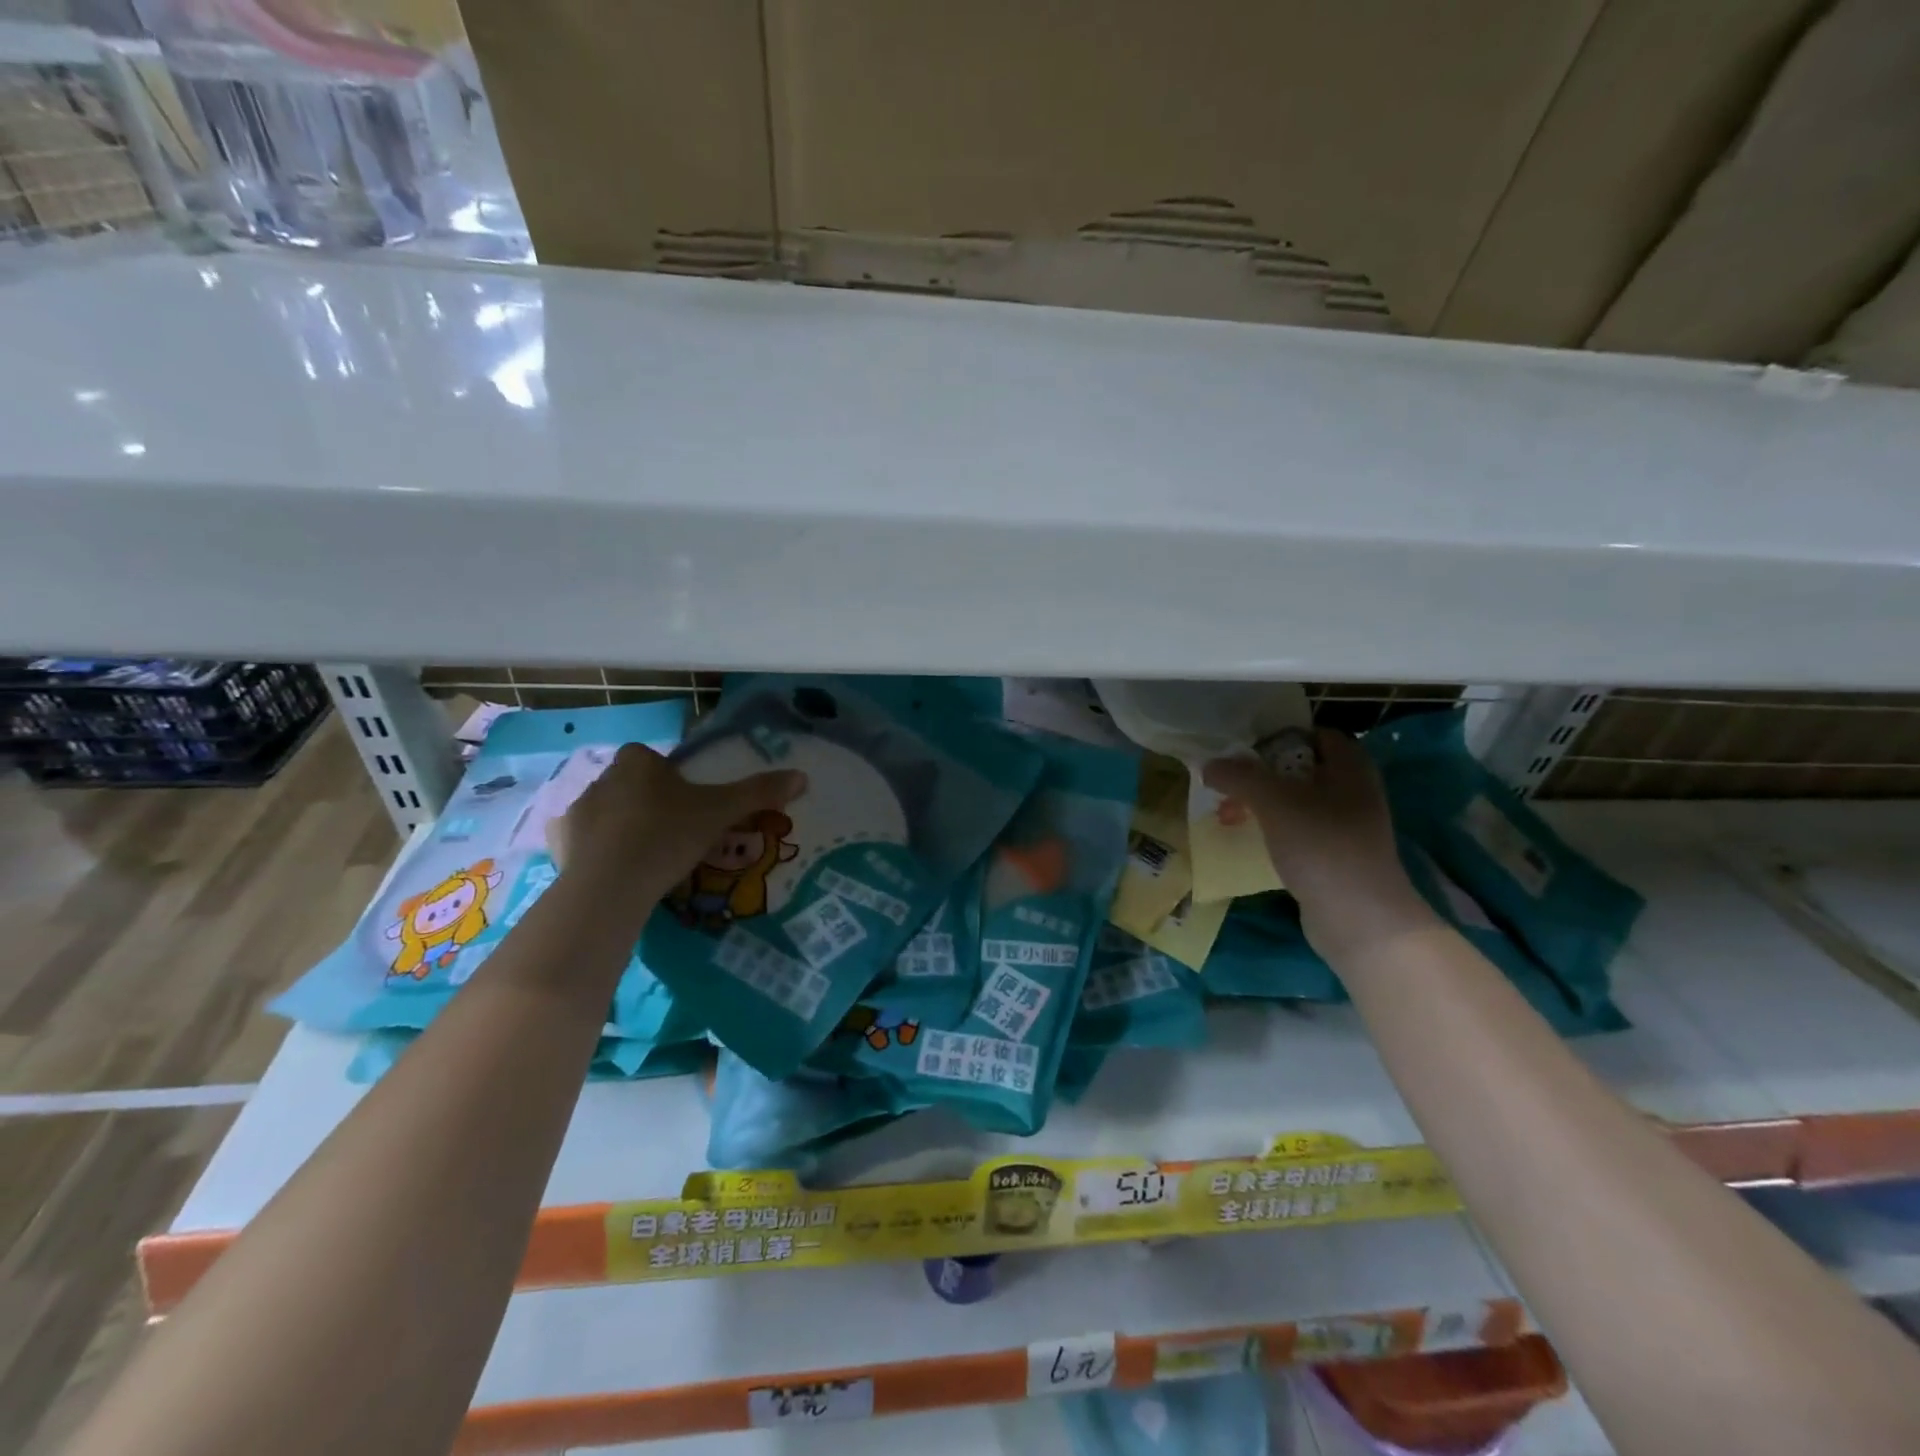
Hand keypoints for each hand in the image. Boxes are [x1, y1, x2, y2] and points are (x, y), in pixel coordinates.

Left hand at [547, 744, 806, 896]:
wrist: (612, 884)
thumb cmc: (669, 835)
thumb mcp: (722, 813)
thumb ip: (759, 792)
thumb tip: (802, 776)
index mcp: (639, 762)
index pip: (654, 760)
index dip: (670, 780)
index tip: (686, 806)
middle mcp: (602, 777)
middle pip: (630, 785)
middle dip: (646, 803)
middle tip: (671, 835)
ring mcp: (575, 810)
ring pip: (605, 813)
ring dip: (620, 827)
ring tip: (644, 859)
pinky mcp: (557, 843)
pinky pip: (581, 841)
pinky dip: (595, 852)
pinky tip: (614, 872)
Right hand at [1204, 730, 1432, 953]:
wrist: (1359, 919)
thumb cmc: (1322, 846)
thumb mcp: (1274, 802)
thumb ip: (1240, 777)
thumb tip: (1208, 765)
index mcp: (1351, 769)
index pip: (1319, 735)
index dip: (1283, 736)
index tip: (1246, 747)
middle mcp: (1355, 793)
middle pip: (1304, 770)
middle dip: (1263, 774)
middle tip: (1230, 782)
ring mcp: (1348, 828)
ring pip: (1299, 803)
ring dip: (1264, 804)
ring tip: (1230, 814)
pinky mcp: (1336, 859)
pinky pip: (1300, 833)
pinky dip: (1275, 831)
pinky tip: (1250, 841)